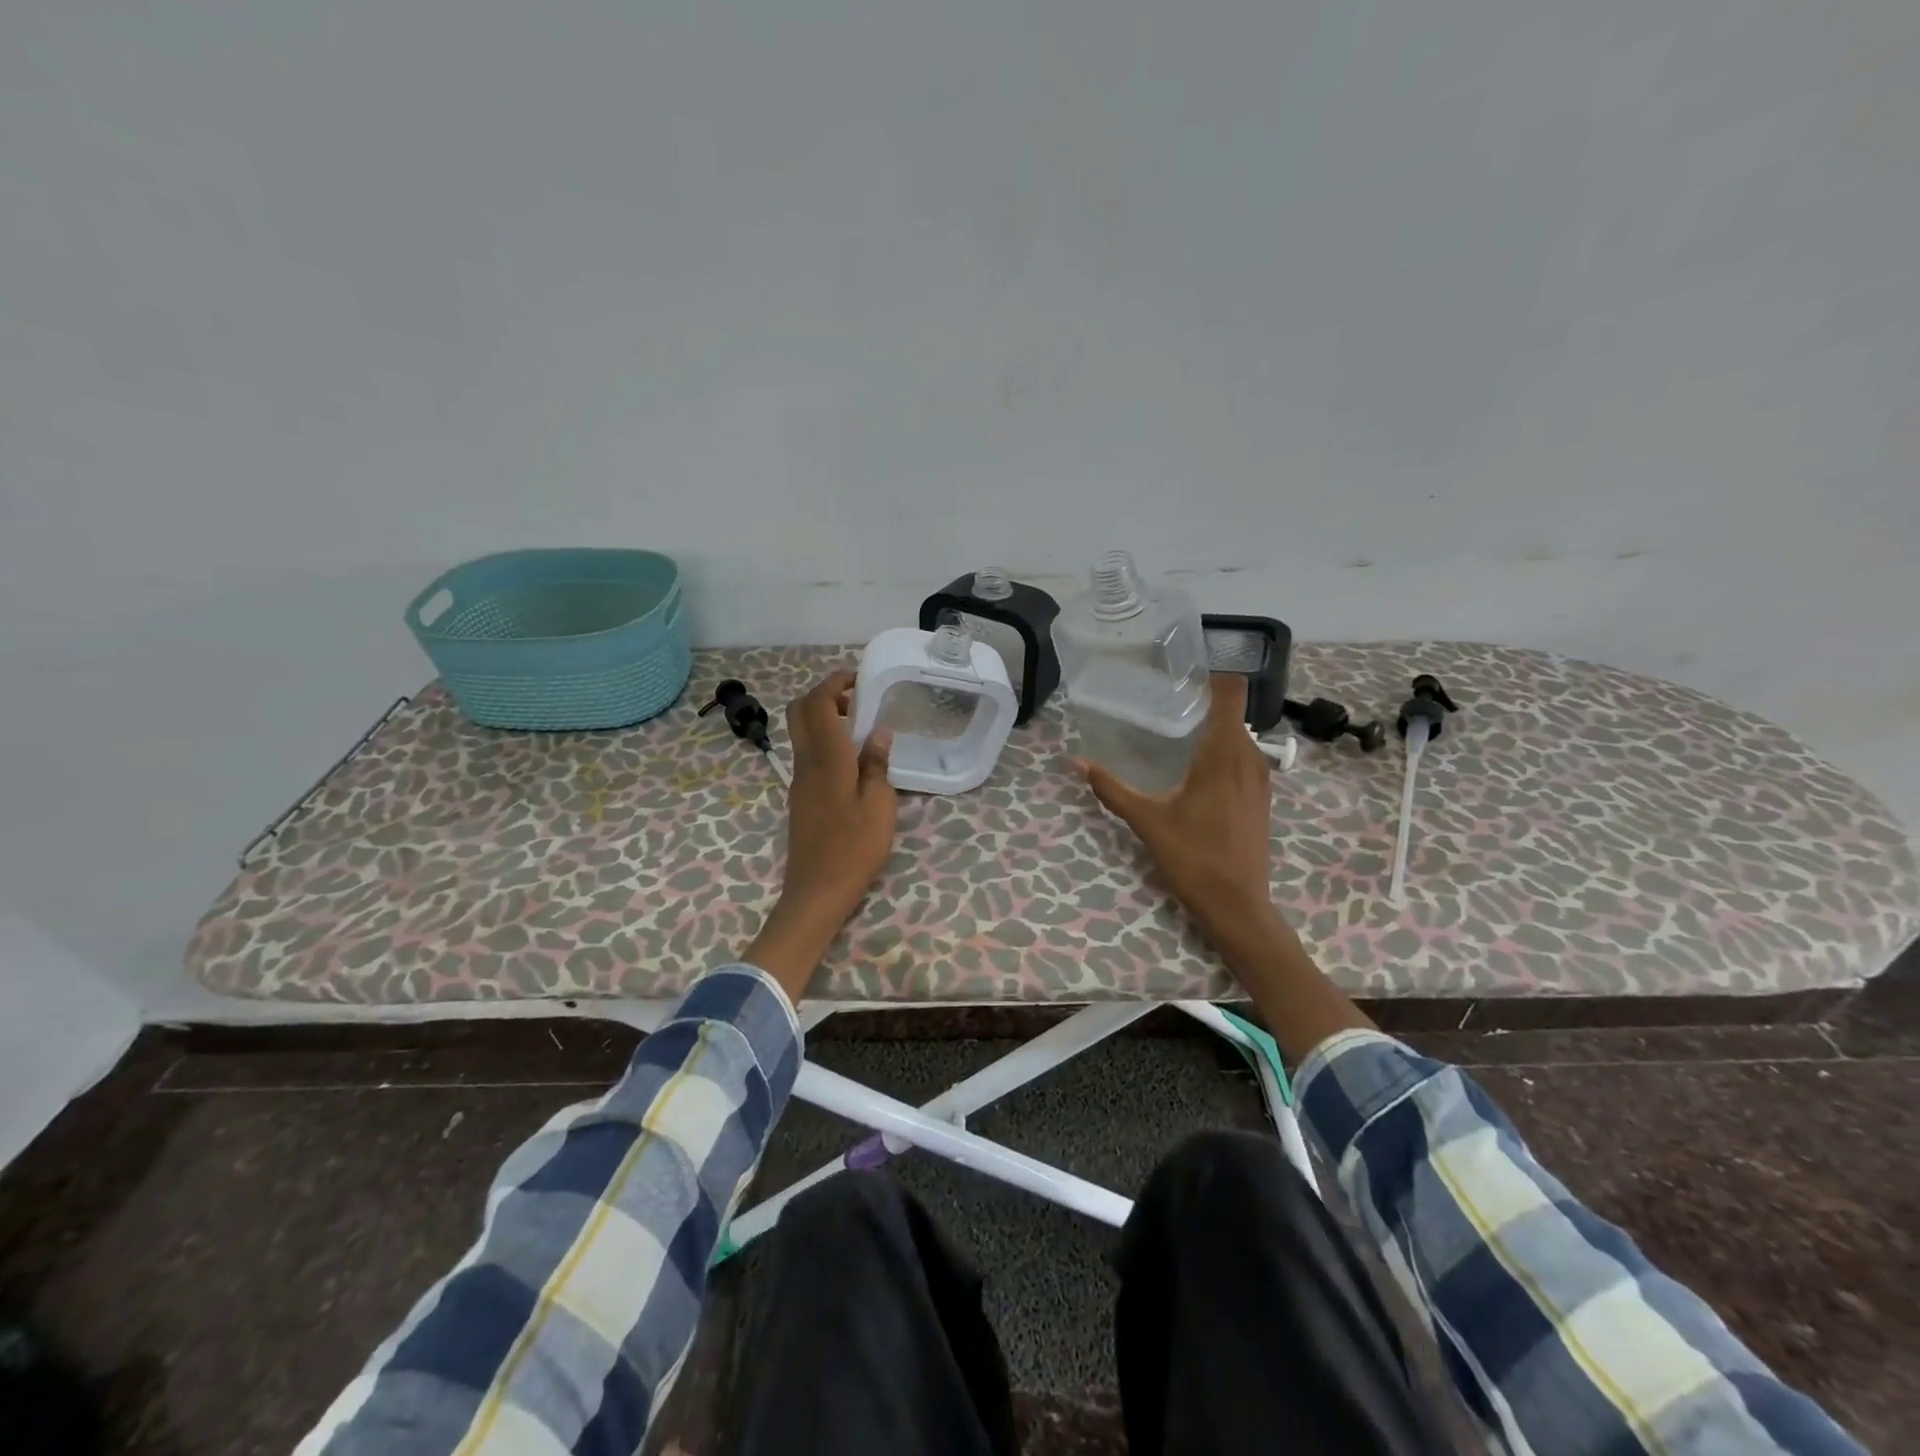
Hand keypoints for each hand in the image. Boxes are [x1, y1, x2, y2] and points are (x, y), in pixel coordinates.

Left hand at [745, 670, 896, 996]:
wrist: (816, 892)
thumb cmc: (854, 849)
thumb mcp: (879, 806)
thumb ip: (877, 764)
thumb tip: (878, 731)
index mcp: (826, 759)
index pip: (817, 704)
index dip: (833, 683)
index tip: (858, 678)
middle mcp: (805, 763)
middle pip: (799, 712)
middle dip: (823, 694)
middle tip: (855, 697)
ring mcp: (798, 780)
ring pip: (800, 732)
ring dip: (823, 716)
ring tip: (859, 724)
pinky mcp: (800, 797)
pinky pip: (807, 753)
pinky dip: (824, 739)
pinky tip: (851, 757)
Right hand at [1082, 674, 1286, 965]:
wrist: (1237, 904)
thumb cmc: (1193, 856)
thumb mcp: (1146, 820)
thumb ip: (1111, 788)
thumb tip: (1077, 763)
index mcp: (1225, 753)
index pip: (1233, 692)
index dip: (1213, 676)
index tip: (1183, 675)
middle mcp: (1250, 758)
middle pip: (1234, 712)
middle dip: (1205, 702)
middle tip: (1167, 703)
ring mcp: (1261, 779)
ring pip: (1241, 736)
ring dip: (1215, 730)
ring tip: (1178, 732)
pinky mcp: (1261, 798)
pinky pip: (1245, 758)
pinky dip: (1224, 752)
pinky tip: (1196, 769)